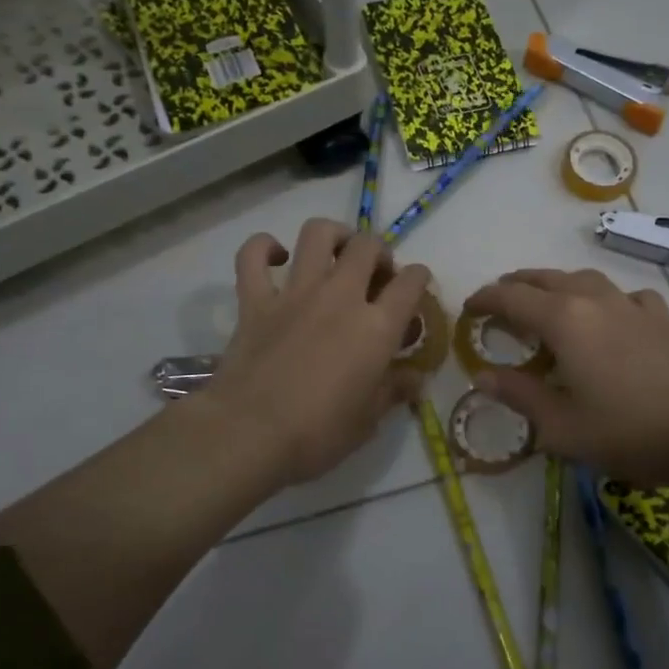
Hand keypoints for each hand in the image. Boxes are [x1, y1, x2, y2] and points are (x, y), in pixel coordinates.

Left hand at [197, 218, 430, 489]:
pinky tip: (277, 256)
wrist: (249, 435)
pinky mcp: (255, 300)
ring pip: (317, 234)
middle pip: (367, 247)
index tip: (415, 287)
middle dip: (379, 252)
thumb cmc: (317, 434)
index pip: (411, 283)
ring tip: (336, 251)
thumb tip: (416, 380)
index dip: (419, 278)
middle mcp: (340, 297)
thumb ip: (394, 391)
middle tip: (376, 273)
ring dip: (333, 235)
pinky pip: (253, 255)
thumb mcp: (368, 421)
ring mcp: (295, 293)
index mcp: (376, 327)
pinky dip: (264, 247)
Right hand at [462, 268, 668, 488]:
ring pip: (582, 279)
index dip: (484, 299)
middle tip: (497, 302)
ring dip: (555, 284)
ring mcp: (628, 305)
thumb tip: (482, 377)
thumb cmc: (626, 429)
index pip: (511, 297)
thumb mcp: (560, 425)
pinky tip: (611, 314)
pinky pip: (623, 296)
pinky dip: (606, 299)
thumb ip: (519, 396)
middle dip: (515, 286)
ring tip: (544, 300)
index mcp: (562, 319)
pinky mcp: (657, 319)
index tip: (467, 308)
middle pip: (544, 279)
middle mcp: (592, 299)